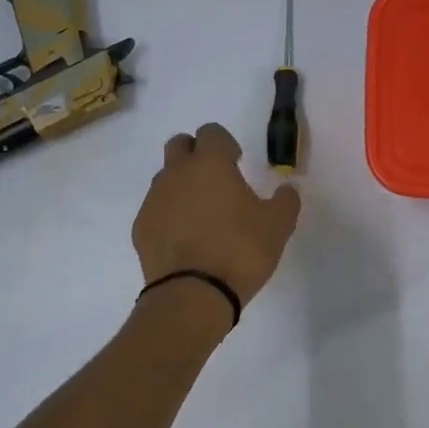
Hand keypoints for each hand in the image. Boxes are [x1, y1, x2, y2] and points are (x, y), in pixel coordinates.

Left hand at [133, 122, 301, 308]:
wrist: (192, 295)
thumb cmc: (240, 251)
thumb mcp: (278, 226)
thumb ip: (286, 201)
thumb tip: (287, 189)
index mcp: (210, 164)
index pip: (211, 132)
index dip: (225, 144)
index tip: (237, 163)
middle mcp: (177, 174)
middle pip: (179, 145)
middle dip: (196, 154)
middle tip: (216, 180)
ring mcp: (154, 200)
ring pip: (165, 178)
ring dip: (182, 185)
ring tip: (202, 215)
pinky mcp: (141, 227)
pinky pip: (156, 209)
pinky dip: (169, 215)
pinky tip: (186, 240)